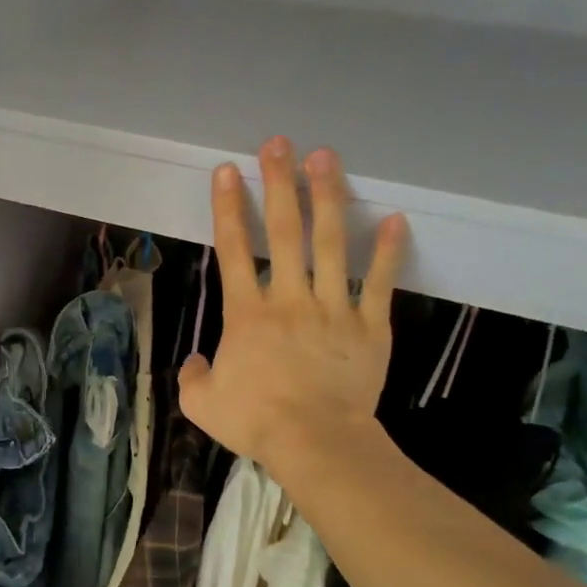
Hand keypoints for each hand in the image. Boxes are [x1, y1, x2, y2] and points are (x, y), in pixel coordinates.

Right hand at [179, 138, 407, 477]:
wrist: (316, 442)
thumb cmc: (255, 421)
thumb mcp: (201, 404)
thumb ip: (192, 377)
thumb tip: (195, 361)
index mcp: (247, 314)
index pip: (234, 251)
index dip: (228, 208)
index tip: (227, 172)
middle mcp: (290, 298)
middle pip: (284, 232)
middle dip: (279, 184)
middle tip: (279, 144)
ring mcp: (334, 308)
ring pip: (333, 243)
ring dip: (327, 198)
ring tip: (326, 158)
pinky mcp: (370, 326)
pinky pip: (380, 282)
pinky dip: (389, 250)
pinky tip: (394, 218)